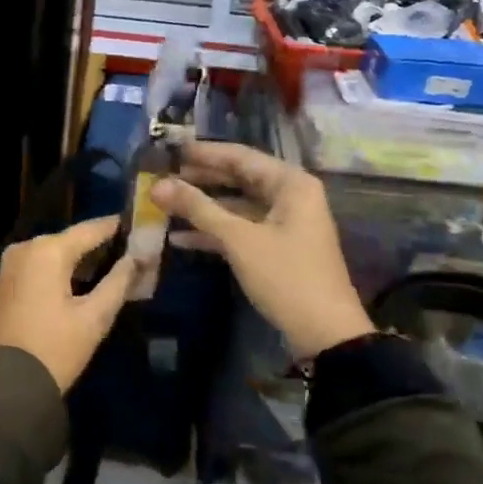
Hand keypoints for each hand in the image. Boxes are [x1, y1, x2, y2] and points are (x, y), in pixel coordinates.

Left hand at [0, 216, 136, 392]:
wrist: (4, 385)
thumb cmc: (54, 349)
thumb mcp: (94, 318)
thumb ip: (118, 282)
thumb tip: (137, 258)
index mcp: (47, 251)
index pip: (90, 230)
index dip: (115, 227)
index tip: (139, 223)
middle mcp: (25, 249)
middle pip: (70, 241)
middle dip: (98, 246)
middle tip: (130, 250)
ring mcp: (9, 267)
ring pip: (53, 254)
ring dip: (79, 260)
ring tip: (112, 266)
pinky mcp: (4, 285)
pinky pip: (38, 268)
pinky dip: (60, 271)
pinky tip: (80, 282)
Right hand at [151, 142, 372, 358]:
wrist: (325, 334)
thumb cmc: (286, 276)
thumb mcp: (238, 239)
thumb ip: (198, 209)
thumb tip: (157, 186)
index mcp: (290, 184)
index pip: (240, 156)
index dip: (203, 153)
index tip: (169, 150)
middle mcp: (290, 196)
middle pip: (238, 178)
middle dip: (200, 179)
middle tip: (163, 175)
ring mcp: (283, 223)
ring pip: (236, 205)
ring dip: (203, 207)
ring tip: (165, 203)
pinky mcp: (276, 247)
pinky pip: (240, 229)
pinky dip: (214, 232)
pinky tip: (180, 238)